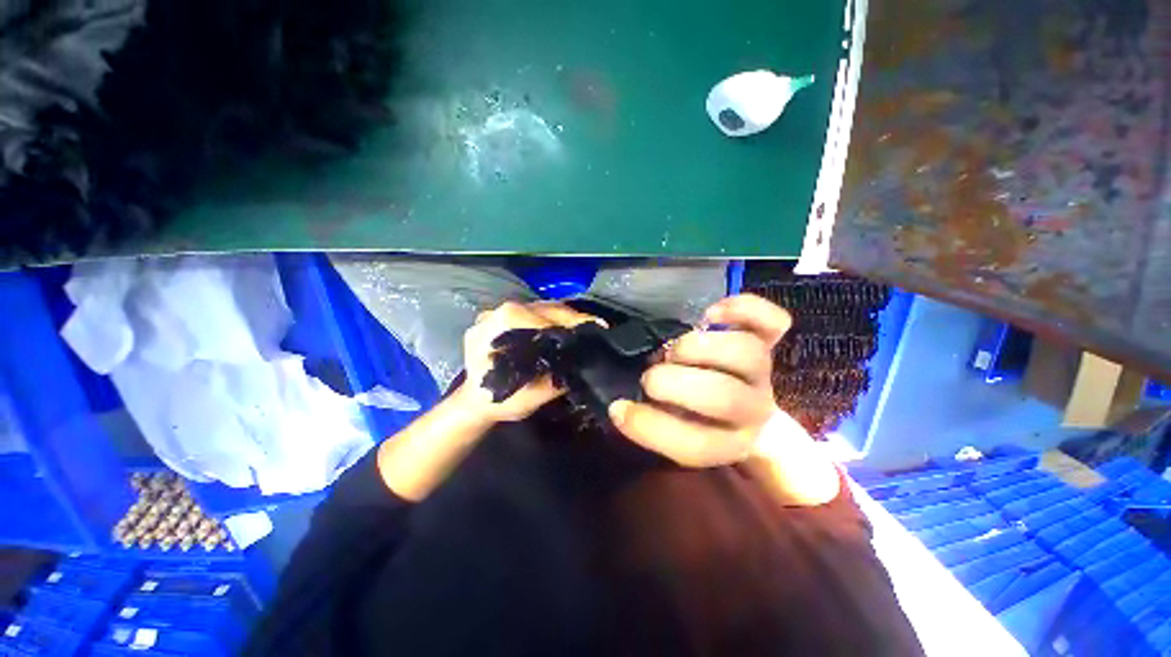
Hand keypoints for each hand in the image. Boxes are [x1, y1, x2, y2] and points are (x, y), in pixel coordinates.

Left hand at [460, 301, 604, 422]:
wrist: (471, 403)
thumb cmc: (497, 402)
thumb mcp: (529, 399)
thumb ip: (556, 382)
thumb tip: (582, 365)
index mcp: (502, 327)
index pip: (546, 317)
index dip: (574, 322)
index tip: (598, 327)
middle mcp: (497, 313)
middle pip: (544, 308)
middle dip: (572, 317)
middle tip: (595, 327)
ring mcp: (495, 312)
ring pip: (538, 307)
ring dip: (562, 316)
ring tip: (583, 327)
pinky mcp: (497, 317)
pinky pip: (529, 312)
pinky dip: (548, 318)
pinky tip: (561, 328)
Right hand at [608, 294, 790, 467]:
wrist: (749, 415)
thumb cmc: (702, 423)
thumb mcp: (677, 435)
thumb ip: (651, 423)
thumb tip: (620, 405)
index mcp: (728, 443)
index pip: (694, 444)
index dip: (649, 426)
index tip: (619, 408)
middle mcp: (751, 410)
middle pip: (724, 396)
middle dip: (674, 382)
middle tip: (651, 376)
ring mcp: (763, 372)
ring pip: (746, 353)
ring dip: (699, 347)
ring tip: (676, 348)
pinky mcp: (769, 343)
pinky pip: (774, 322)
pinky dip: (743, 310)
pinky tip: (711, 315)